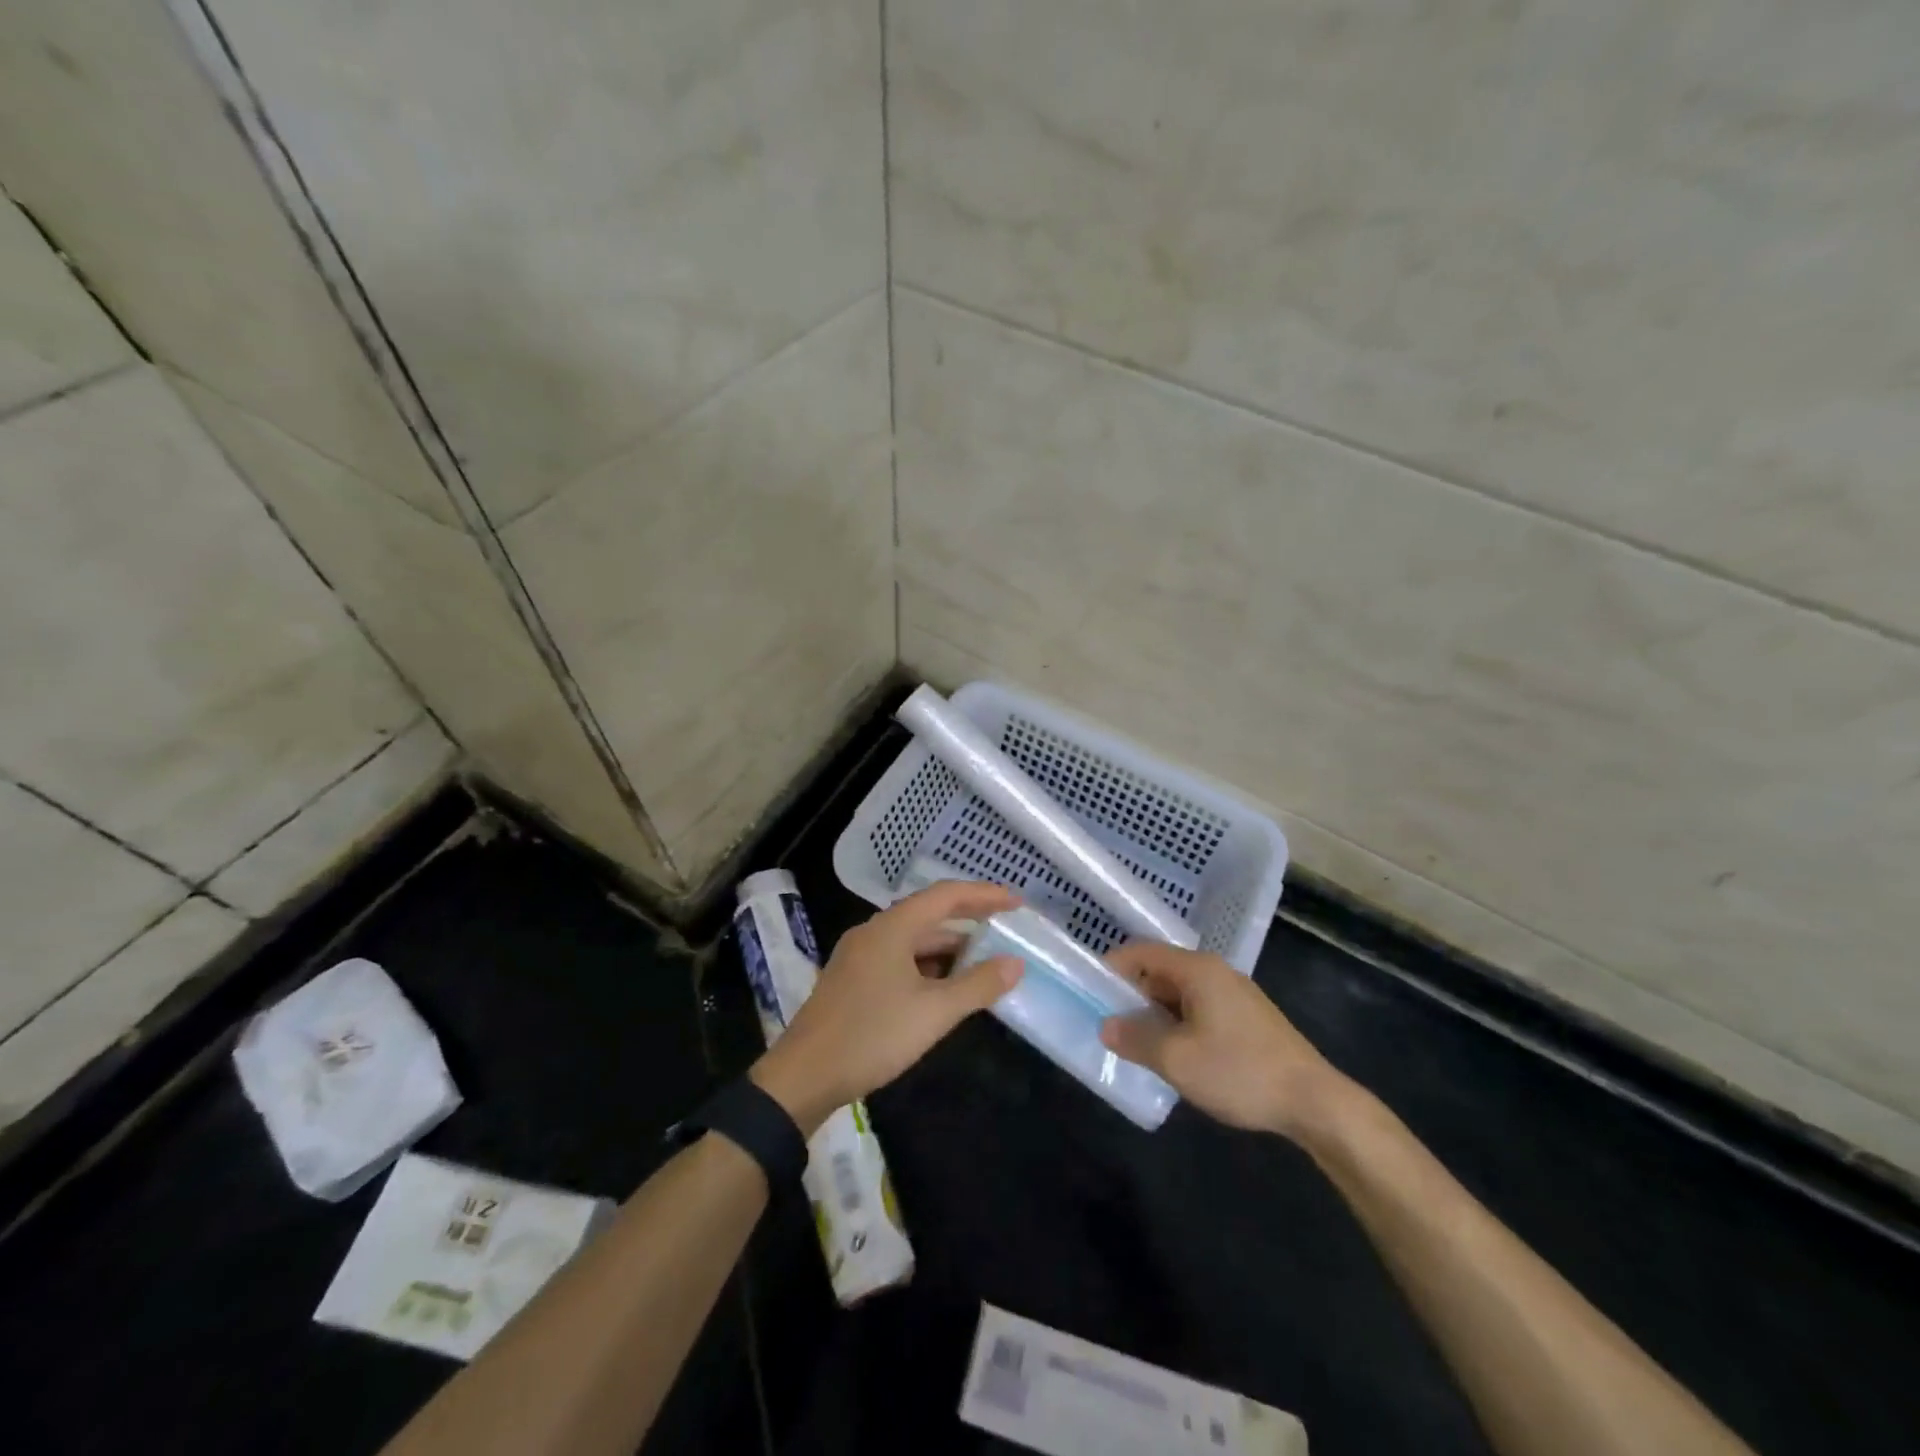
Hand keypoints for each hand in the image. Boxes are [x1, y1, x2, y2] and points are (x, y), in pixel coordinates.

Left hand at [750, 881, 1024, 1132]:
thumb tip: (1015, 963)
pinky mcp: (853, 980)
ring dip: (948, 947)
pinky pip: (899, 958)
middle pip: (928, 914)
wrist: (802, 1077)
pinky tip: (944, 986)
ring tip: (982, 960)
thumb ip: (978, 985)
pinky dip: (927, 965)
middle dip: (968, 920)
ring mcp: (859, 955)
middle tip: (1004, 929)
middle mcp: (874, 932)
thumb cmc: (872, 1036)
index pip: (946, 896)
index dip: (984, 895)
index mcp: (892, 928)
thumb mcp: (934, 1012)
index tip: (1016, 902)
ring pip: (913, 939)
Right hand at [1099, 942, 1351, 1141]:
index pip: (1142, 952)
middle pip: (1161, 972)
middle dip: (1132, 996)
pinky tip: (1175, 1056)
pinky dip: (1179, 1025)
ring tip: (1136, 1045)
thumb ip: (1135, 1040)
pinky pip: (1200, 1010)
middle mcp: (1216, 972)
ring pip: (1181, 994)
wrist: (1315, 1102)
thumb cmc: (1240, 1071)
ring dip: (1156, 1015)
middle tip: (1109, 1024)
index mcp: (1198, 970)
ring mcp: (1235, 995)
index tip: (1090, 991)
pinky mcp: (1248, 1019)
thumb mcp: (1177, 1060)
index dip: (1113, 968)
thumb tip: (1106, 1026)